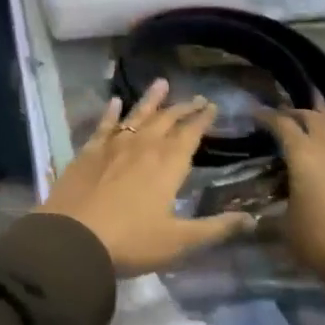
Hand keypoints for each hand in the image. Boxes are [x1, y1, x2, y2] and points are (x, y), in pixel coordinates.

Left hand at [39, 80, 254, 275]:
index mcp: (168, 165)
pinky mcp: (88, 151)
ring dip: (151, 99)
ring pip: (136, 115)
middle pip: (166, 120)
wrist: (74, 237)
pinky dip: (111, 112)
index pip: (190, 134)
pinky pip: (103, 125)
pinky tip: (115, 101)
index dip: (202, 119)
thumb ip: (215, 228)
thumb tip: (251, 218)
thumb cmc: (131, 241)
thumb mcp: (179, 241)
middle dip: (182, 107)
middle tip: (195, 97)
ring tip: (161, 82)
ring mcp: (113, 146)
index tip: (212, 105)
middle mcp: (142, 146)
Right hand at [260, 106, 324, 284]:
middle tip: (287, 115)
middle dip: (298, 114)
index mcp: (303, 156)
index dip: (267, 116)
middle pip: (314, 120)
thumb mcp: (286, 225)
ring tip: (323, 113)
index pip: (282, 125)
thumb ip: (280, 204)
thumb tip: (270, 203)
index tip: (256, 113)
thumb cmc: (320, 243)